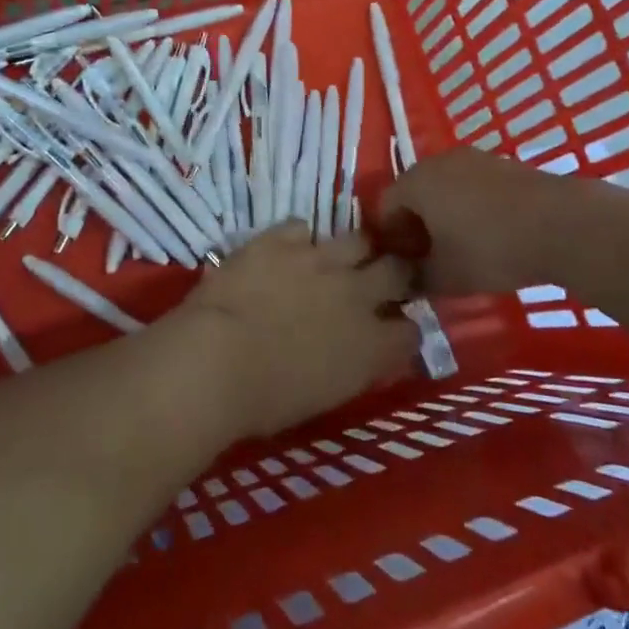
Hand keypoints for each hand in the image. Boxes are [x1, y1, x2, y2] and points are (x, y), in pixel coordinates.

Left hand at [159, 223, 416, 438]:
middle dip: (395, 273)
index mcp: (372, 345)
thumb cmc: (266, 400)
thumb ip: (353, 366)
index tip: (392, 330)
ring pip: (358, 238)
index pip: (411, 331)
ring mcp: (320, 259)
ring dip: (353, 250)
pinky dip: (298, 240)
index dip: (403, 329)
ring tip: (337, 259)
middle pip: (398, 270)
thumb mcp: (326, 396)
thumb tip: (360, 353)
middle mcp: (357, 294)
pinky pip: (302, 227)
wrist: (217, 360)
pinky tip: (287, 251)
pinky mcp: (281, 238)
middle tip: (380, 280)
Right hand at [379, 147, 567, 295]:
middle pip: (414, 193)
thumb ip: (417, 280)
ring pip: (445, 188)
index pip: (384, 206)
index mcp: (416, 182)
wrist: (563, 224)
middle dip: (415, 225)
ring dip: (444, 215)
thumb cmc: (491, 248)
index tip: (402, 265)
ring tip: (460, 247)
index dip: (389, 238)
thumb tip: (405, 283)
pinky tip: (489, 234)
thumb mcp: (446, 276)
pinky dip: (470, 206)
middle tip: (428, 257)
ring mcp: (474, 159)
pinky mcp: (504, 164)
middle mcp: (439, 161)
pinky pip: (472, 185)